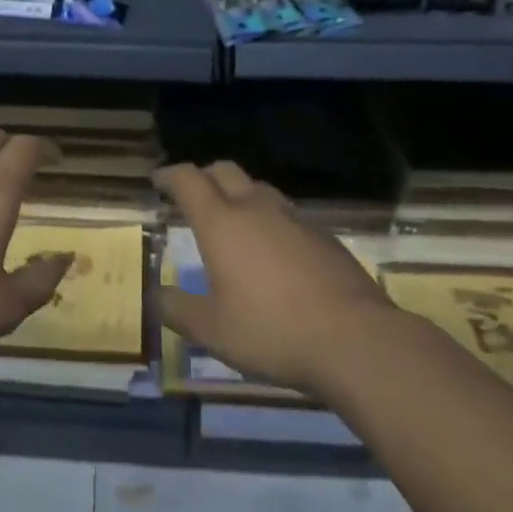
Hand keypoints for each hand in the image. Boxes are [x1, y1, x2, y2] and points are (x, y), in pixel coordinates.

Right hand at [157, 161, 397, 400]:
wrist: (356, 340)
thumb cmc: (271, 330)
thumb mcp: (211, 330)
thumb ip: (178, 310)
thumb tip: (157, 296)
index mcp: (221, 223)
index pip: (188, 180)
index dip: (170, 175)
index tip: (159, 181)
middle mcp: (257, 208)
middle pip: (225, 171)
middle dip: (204, 176)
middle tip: (192, 194)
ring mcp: (295, 219)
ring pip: (259, 190)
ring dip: (239, 195)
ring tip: (232, 221)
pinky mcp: (325, 237)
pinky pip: (288, 215)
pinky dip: (270, 221)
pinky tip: (274, 252)